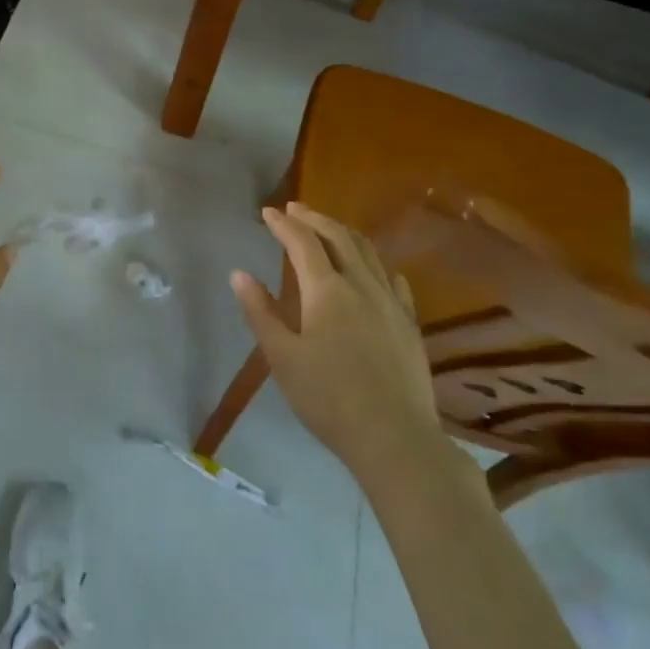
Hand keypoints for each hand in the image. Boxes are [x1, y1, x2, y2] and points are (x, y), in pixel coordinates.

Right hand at [231, 202, 438, 480]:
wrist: (395, 438)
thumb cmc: (329, 399)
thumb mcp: (282, 358)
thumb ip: (260, 312)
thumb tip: (239, 274)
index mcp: (326, 290)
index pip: (302, 242)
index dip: (284, 224)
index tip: (268, 212)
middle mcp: (361, 285)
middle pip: (339, 237)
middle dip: (314, 219)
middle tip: (295, 210)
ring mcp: (391, 303)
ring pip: (368, 252)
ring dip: (344, 233)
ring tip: (329, 229)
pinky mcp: (410, 324)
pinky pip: (393, 280)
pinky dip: (377, 265)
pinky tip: (376, 271)